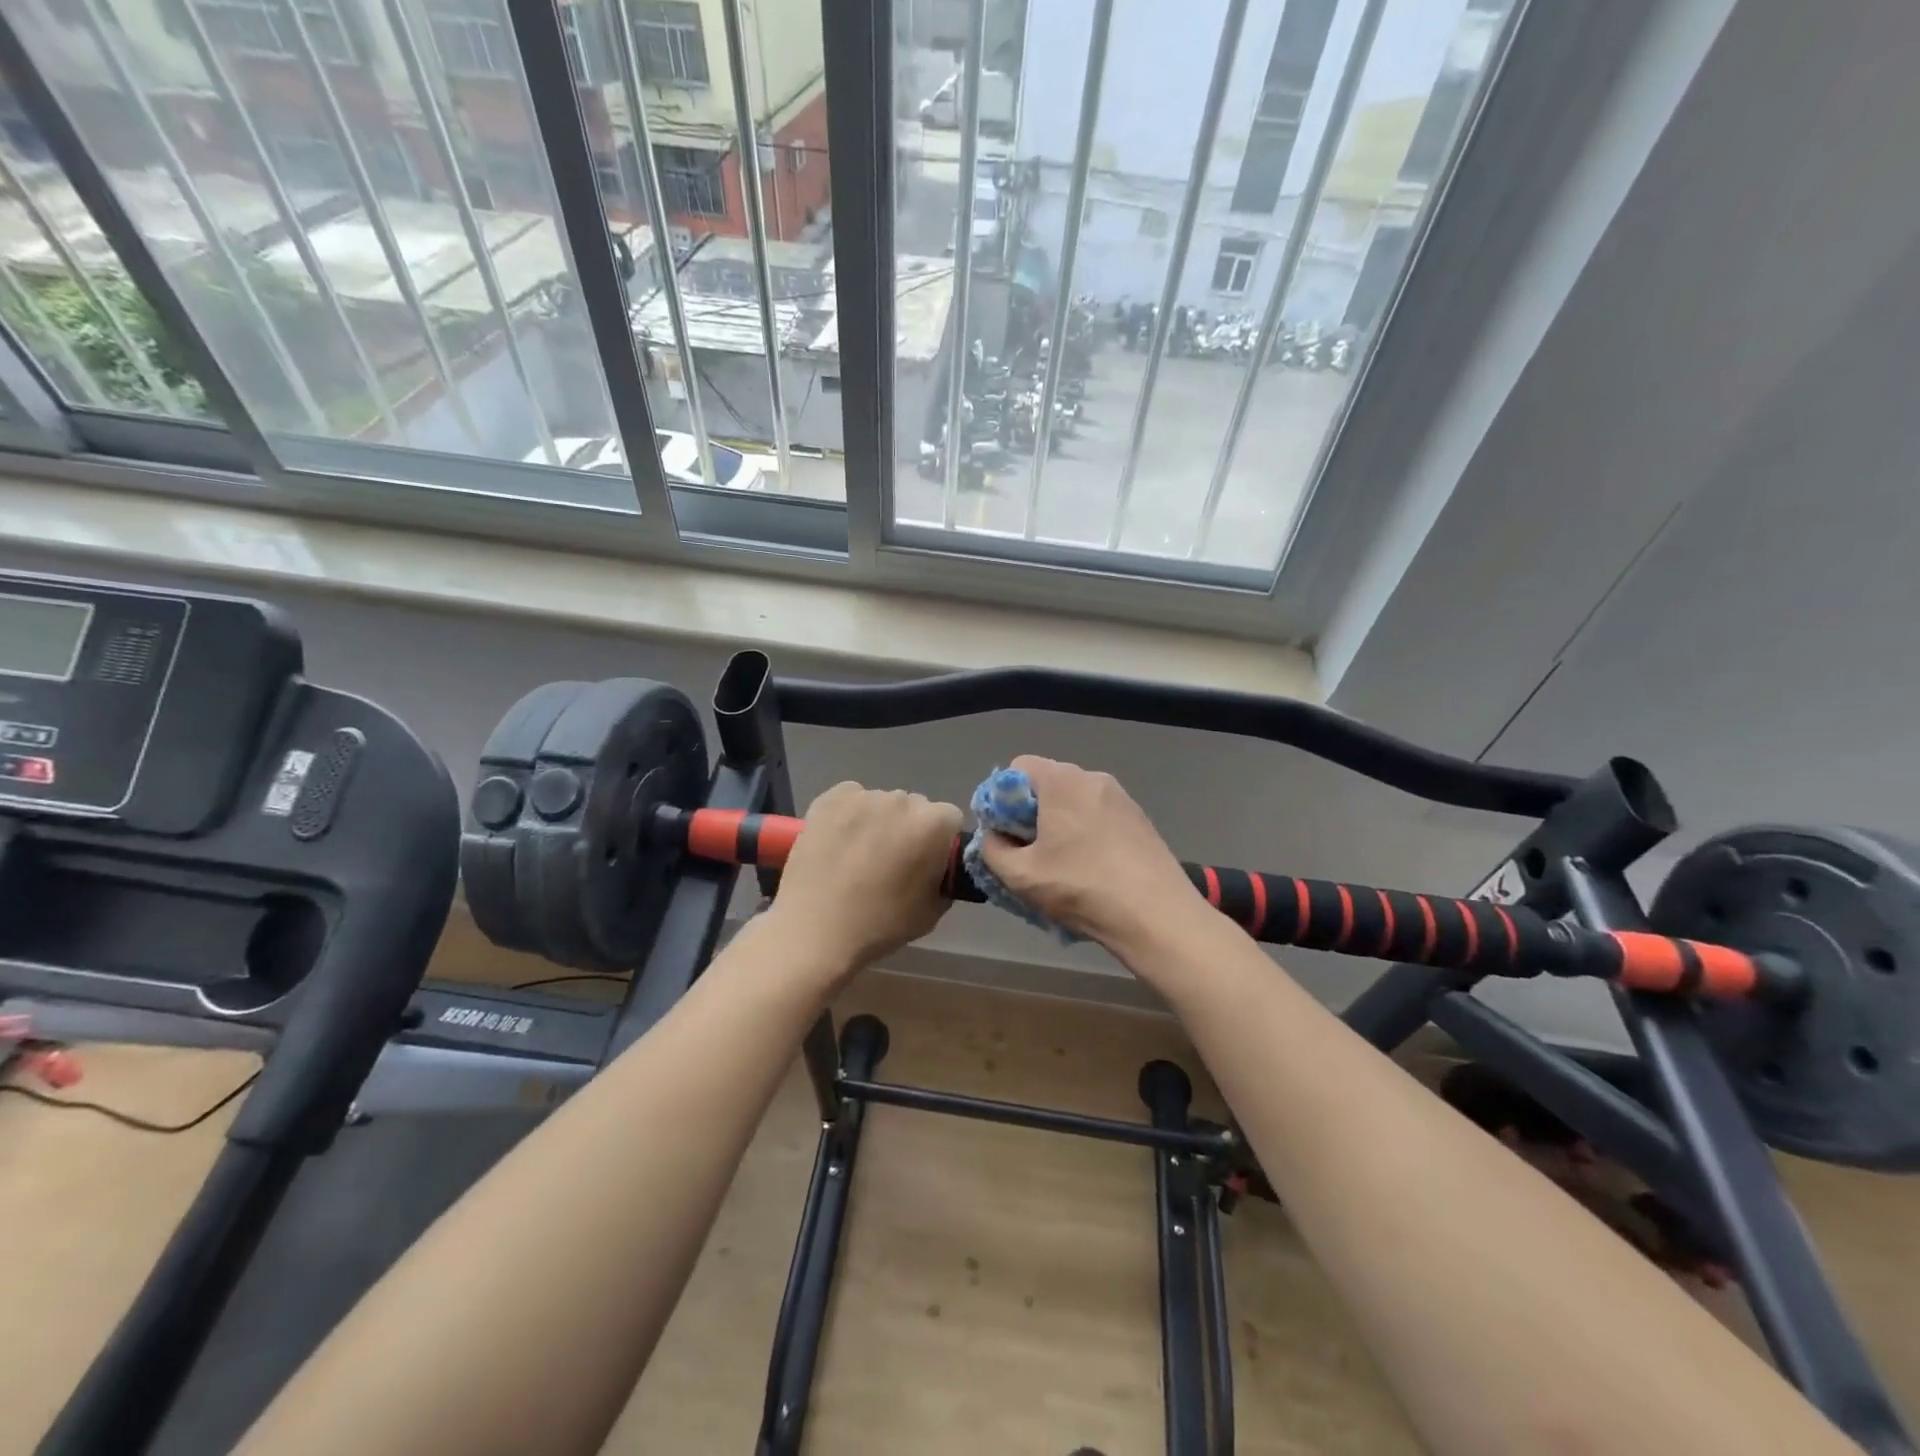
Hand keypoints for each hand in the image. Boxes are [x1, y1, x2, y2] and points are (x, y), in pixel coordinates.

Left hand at [769, 782, 965, 975]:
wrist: (815, 931)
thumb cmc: (880, 924)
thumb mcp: (932, 911)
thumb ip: (944, 878)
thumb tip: (938, 867)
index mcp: (933, 825)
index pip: (950, 819)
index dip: (940, 842)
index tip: (926, 863)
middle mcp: (902, 800)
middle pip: (915, 807)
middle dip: (909, 828)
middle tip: (892, 861)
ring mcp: (864, 797)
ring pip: (882, 803)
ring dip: (879, 821)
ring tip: (859, 855)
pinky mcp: (830, 798)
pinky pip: (851, 798)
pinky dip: (850, 814)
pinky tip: (839, 841)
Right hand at [979, 756, 1205, 956]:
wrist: (1157, 916)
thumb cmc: (1082, 888)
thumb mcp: (1021, 875)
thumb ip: (993, 849)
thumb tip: (995, 837)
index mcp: (1062, 781)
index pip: (1019, 767)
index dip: (1003, 798)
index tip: (1005, 832)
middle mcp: (1093, 778)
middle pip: (1048, 784)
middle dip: (1030, 814)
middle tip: (1028, 852)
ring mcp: (1122, 798)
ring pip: (1075, 802)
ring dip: (1059, 826)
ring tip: (1060, 866)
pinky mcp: (1140, 820)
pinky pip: (1099, 817)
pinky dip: (1086, 834)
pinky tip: (1090, 870)